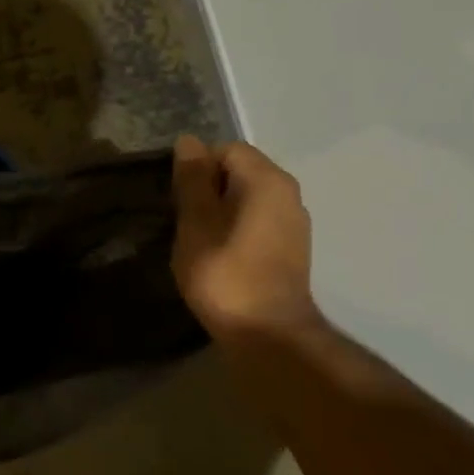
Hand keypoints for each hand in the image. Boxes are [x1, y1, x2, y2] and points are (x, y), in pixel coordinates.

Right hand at [171, 136, 321, 343]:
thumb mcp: (196, 223)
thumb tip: (189, 141)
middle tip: (184, 220)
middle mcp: (289, 193)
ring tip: (198, 239)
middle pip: (239, 171)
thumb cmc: (224, 274)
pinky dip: (236, 227)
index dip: (197, 169)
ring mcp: (295, 222)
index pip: (226, 149)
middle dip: (208, 188)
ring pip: (248, 197)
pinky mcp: (292, 247)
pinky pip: (258, 219)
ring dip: (220, 210)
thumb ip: (193, 180)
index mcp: (267, 181)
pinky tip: (219, 254)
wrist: (267, 333)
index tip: (178, 200)